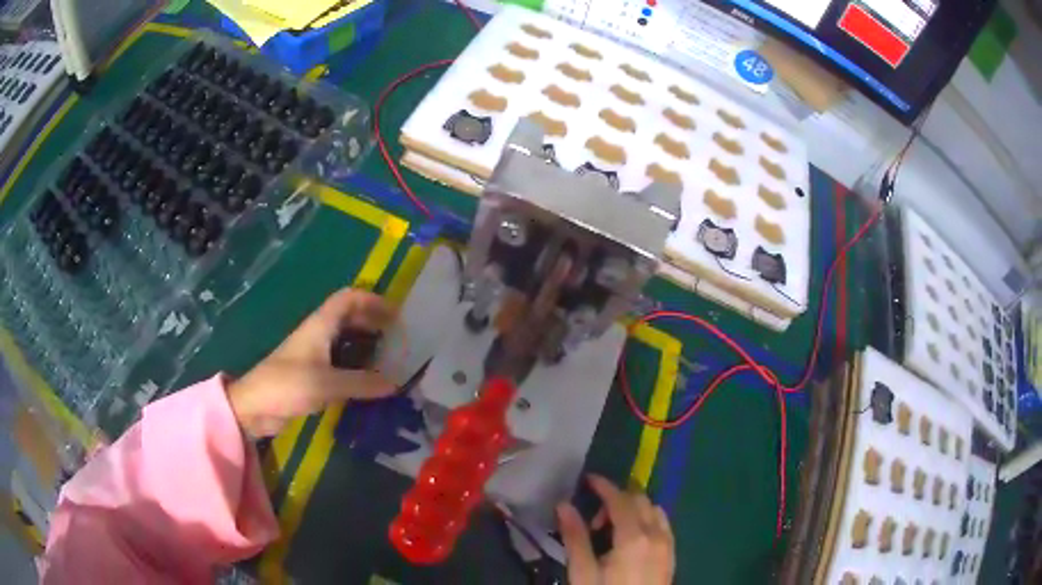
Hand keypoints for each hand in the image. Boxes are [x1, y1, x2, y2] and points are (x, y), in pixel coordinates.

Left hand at [227, 288, 396, 437]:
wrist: (255, 406)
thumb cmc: (287, 385)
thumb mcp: (327, 384)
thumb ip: (362, 383)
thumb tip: (395, 384)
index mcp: (320, 325)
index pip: (348, 299)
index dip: (373, 300)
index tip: (397, 316)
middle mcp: (318, 334)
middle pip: (349, 316)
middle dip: (374, 322)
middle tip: (397, 338)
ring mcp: (314, 354)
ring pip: (345, 340)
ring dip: (366, 344)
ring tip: (389, 359)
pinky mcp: (311, 374)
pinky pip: (340, 362)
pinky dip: (357, 366)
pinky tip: (369, 381)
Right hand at [557, 475, 674, 584]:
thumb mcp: (583, 573)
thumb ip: (575, 537)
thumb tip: (564, 505)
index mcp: (634, 537)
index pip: (620, 499)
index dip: (603, 486)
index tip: (587, 479)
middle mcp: (656, 534)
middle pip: (640, 500)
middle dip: (616, 500)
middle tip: (593, 520)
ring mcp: (668, 544)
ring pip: (655, 510)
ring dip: (634, 509)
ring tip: (612, 529)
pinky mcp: (672, 554)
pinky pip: (663, 524)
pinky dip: (647, 519)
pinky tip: (633, 537)